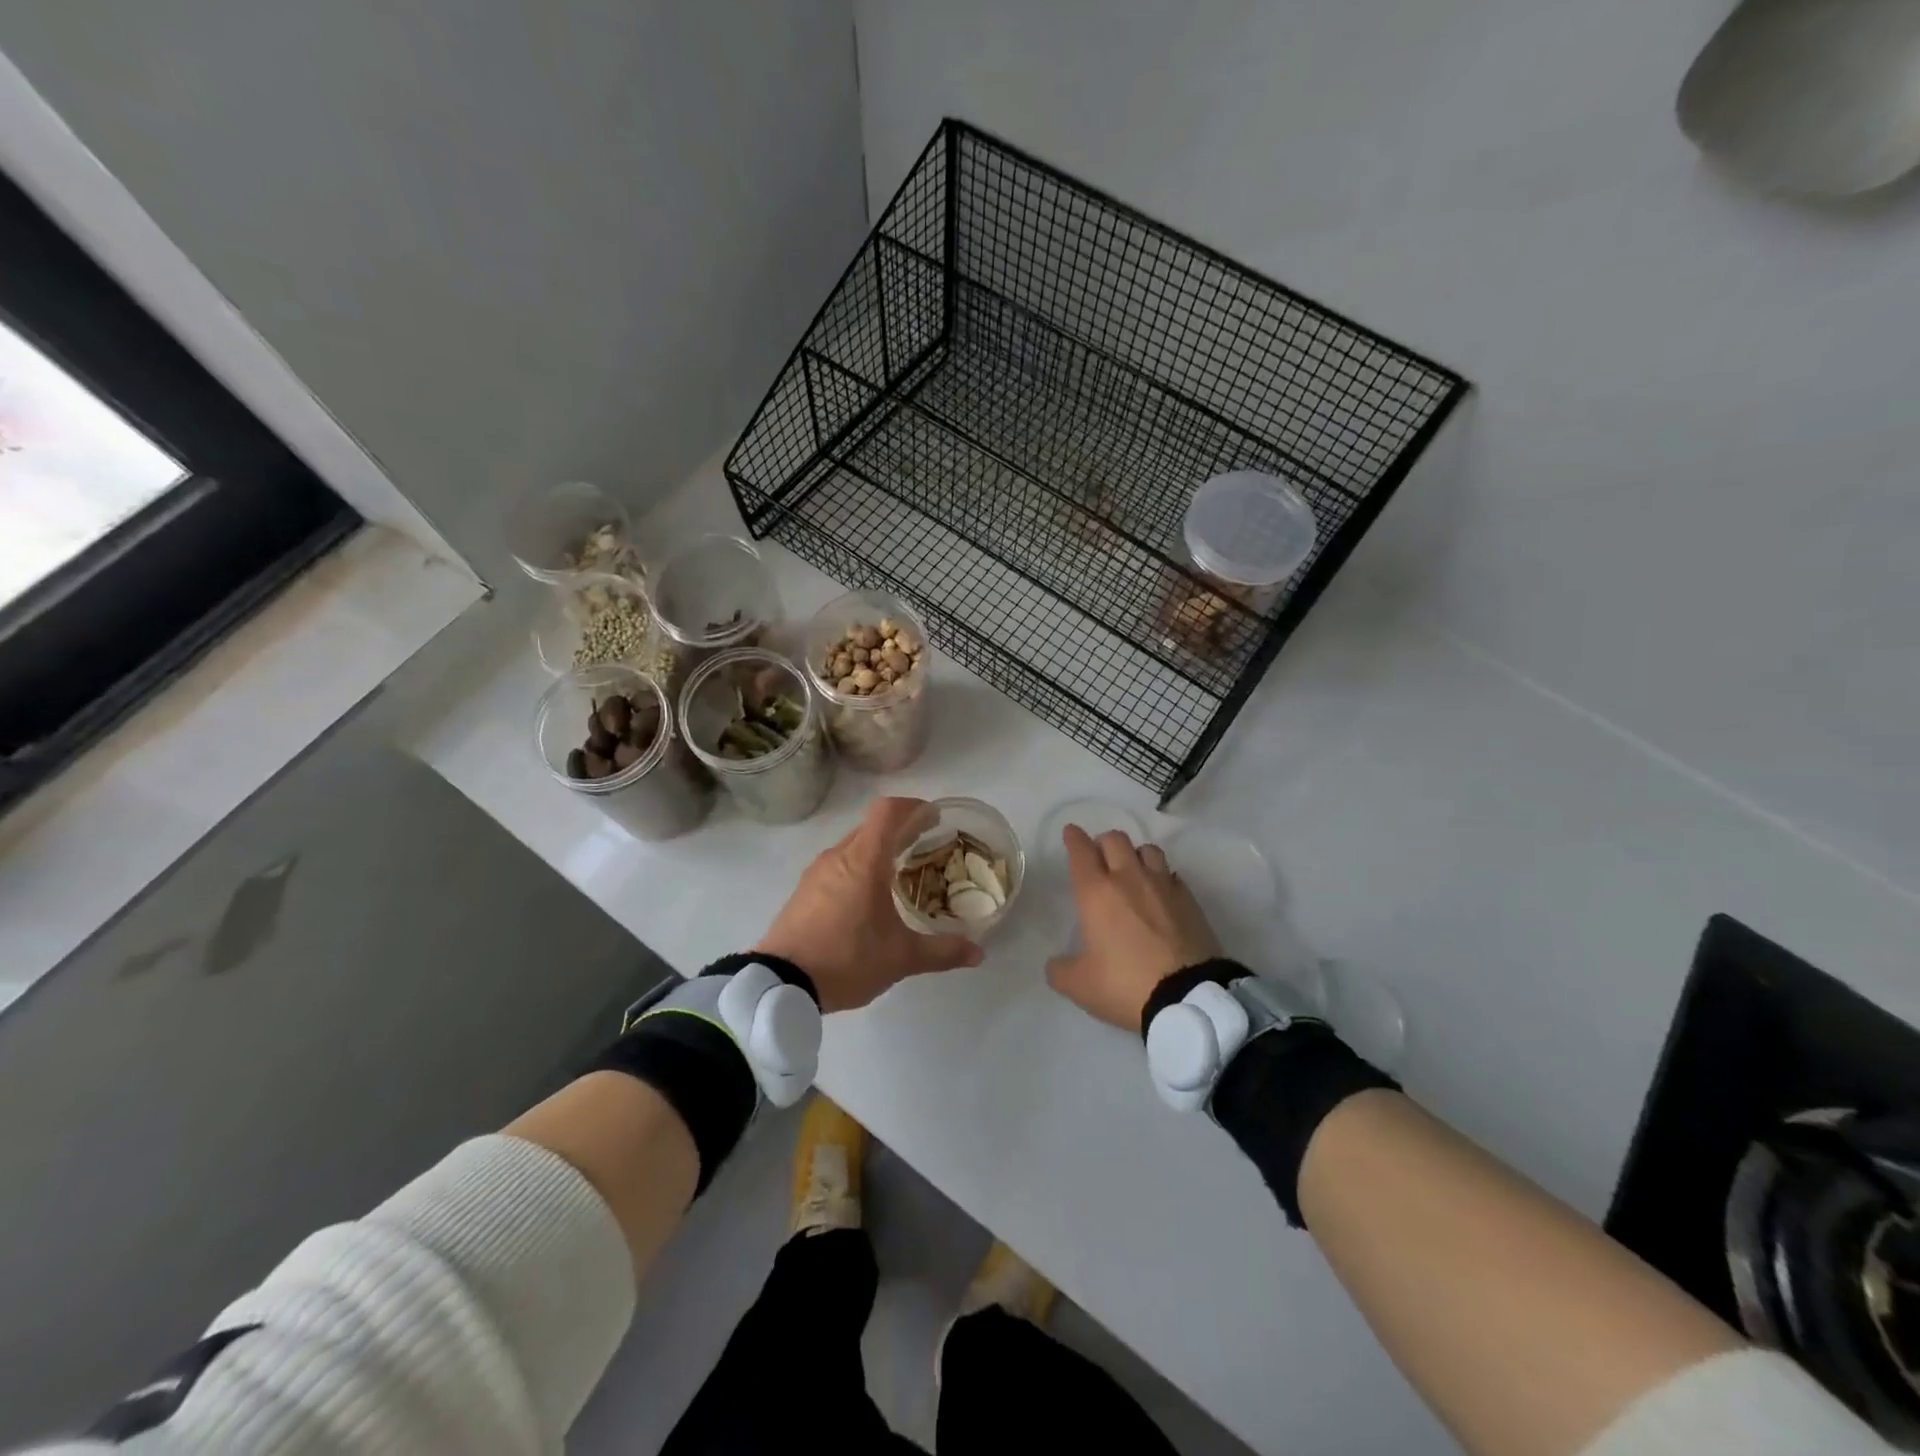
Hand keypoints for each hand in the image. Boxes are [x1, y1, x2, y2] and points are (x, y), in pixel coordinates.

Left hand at [757, 797, 984, 1012]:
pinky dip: (859, 867)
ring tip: (900, 873)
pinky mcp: (804, 890)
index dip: (913, 806)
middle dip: (901, 829)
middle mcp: (839, 856)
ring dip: (878, 849)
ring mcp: (816, 872)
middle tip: (926, 845)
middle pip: (872, 826)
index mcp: (864, 860)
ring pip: (853, 845)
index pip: (888, 811)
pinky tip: (869, 897)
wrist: (779, 984)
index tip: (934, 817)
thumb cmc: (846, 959)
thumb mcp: (901, 958)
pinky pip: (838, 865)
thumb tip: (978, 953)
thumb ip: (942, 952)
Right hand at [1046, 826, 1221, 1031]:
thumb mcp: (1080, 985)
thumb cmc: (1125, 984)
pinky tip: (1159, 893)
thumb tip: (1056, 964)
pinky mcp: (1189, 899)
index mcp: (1096, 893)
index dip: (1073, 838)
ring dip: (1134, 854)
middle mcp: (1129, 879)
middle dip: (1102, 843)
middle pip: (1115, 839)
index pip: (1081, 852)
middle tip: (1098, 858)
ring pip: (1147, 849)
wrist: (1188, 997)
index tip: (1070, 832)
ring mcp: (1163, 886)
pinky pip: (1171, 874)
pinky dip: (1161, 877)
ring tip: (1132, 871)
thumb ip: (1060, 970)